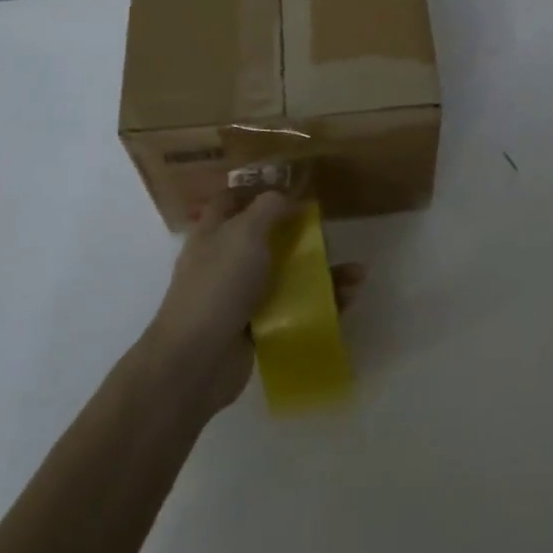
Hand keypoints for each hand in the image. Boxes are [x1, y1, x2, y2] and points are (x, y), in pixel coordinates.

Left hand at [144, 190, 363, 417]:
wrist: (196, 361)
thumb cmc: (219, 286)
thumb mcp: (245, 233)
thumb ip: (269, 208)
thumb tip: (288, 198)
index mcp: (213, 234)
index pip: (230, 202)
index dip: (257, 192)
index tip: (292, 191)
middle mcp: (225, 262)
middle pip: (268, 240)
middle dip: (303, 237)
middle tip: (332, 237)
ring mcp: (241, 297)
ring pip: (287, 276)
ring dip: (322, 273)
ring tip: (356, 274)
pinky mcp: (257, 327)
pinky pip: (294, 309)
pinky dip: (320, 303)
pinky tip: (348, 299)